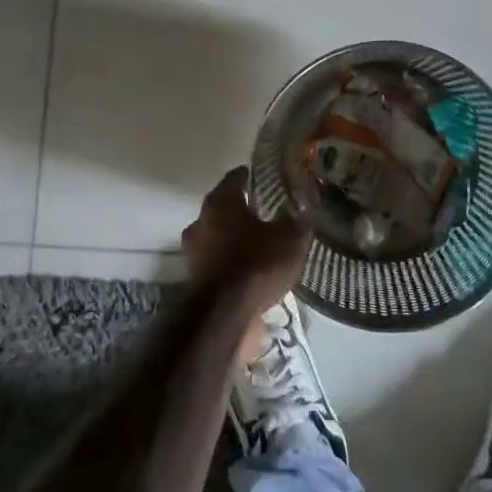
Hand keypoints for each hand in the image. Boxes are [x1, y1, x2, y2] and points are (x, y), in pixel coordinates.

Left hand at [180, 166, 310, 314]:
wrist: (224, 314)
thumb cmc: (256, 264)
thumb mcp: (289, 239)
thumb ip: (294, 221)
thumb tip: (299, 209)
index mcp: (221, 202)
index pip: (234, 178)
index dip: (247, 176)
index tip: (257, 176)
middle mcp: (200, 220)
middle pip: (220, 207)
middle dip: (238, 209)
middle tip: (260, 211)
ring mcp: (192, 250)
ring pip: (214, 234)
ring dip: (230, 237)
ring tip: (253, 243)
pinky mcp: (192, 277)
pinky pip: (213, 260)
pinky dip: (226, 260)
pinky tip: (244, 268)